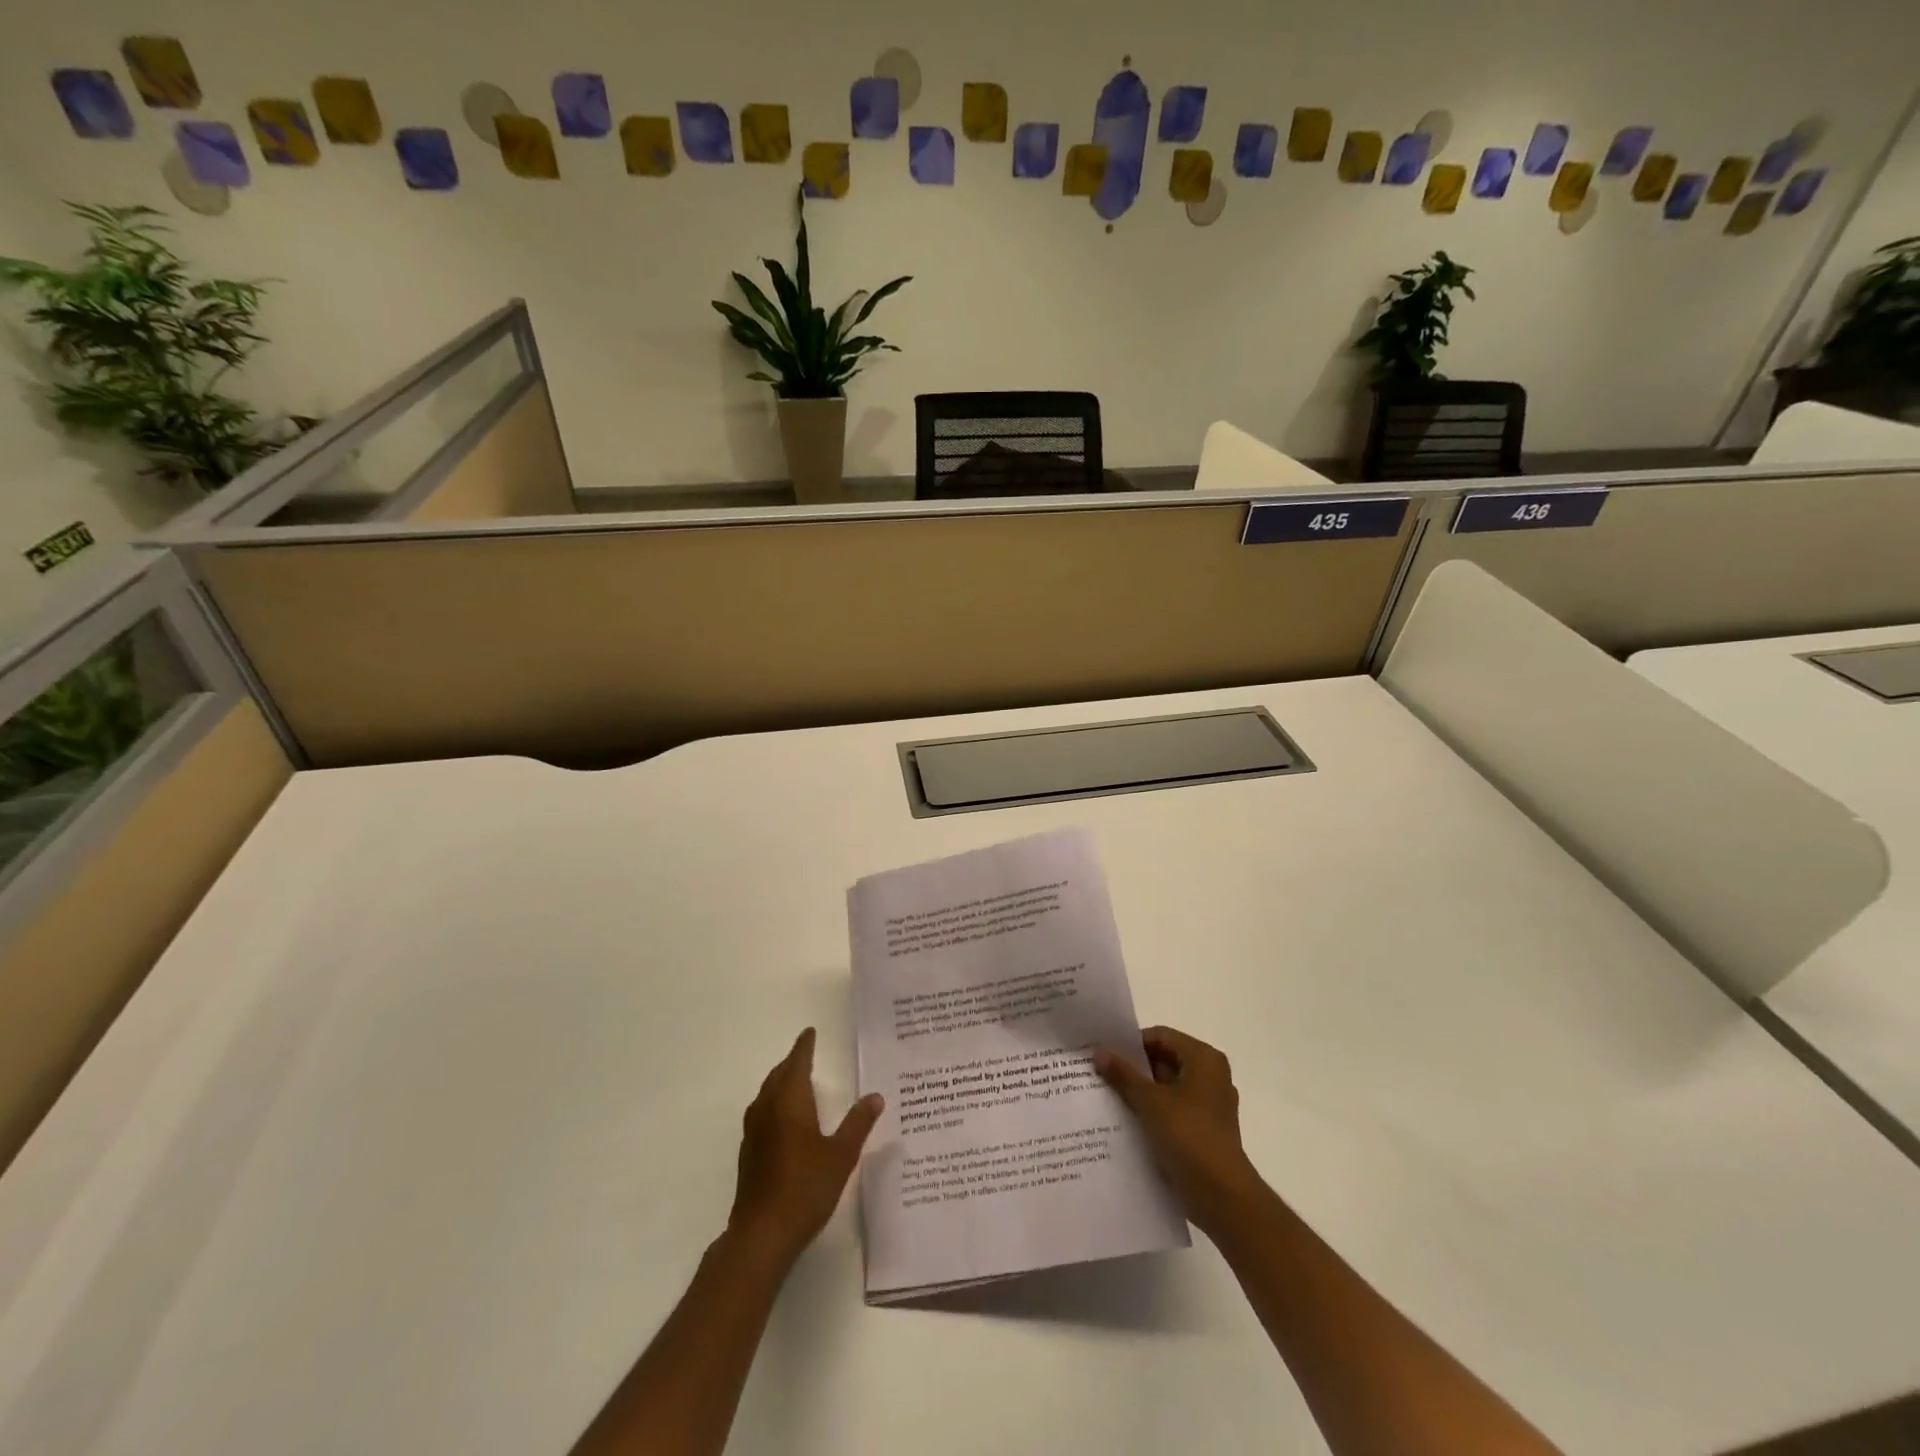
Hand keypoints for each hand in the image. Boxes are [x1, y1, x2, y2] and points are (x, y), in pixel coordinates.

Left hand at [727, 1028, 882, 1270]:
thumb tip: (875, 1096)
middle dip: (792, 1062)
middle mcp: (767, 1109)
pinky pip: (762, 1113)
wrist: (762, 1234)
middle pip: (778, 1075)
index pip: (797, 1063)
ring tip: (796, 1082)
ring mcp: (754, 1132)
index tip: (809, 1032)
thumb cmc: (805, 1187)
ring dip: (780, 1082)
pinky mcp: (749, 1153)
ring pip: (767, 1094)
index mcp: (790, 1101)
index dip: (804, 1047)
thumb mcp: (841, 1154)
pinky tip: (784, 1120)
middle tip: (806, 1054)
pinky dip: (774, 1104)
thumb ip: (858, 1123)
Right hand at [1095, 1025, 1264, 1235]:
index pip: (1161, 1036)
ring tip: (1106, 1095)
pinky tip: (1125, 1120)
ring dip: (1140, 1092)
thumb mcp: (1150, 1101)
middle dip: (1133, 1069)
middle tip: (1100, 1073)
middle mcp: (1211, 1076)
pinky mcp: (1204, 1130)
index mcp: (1204, 1059)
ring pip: (1167, 1087)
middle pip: (1164, 1060)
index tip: (1104, 1053)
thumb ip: (1123, 1074)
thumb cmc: (1189, 1136)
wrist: (1222, 1196)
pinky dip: (1152, 1111)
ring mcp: (1209, 1105)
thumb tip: (1099, 1050)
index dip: (1131, 1044)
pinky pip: (1172, 1110)